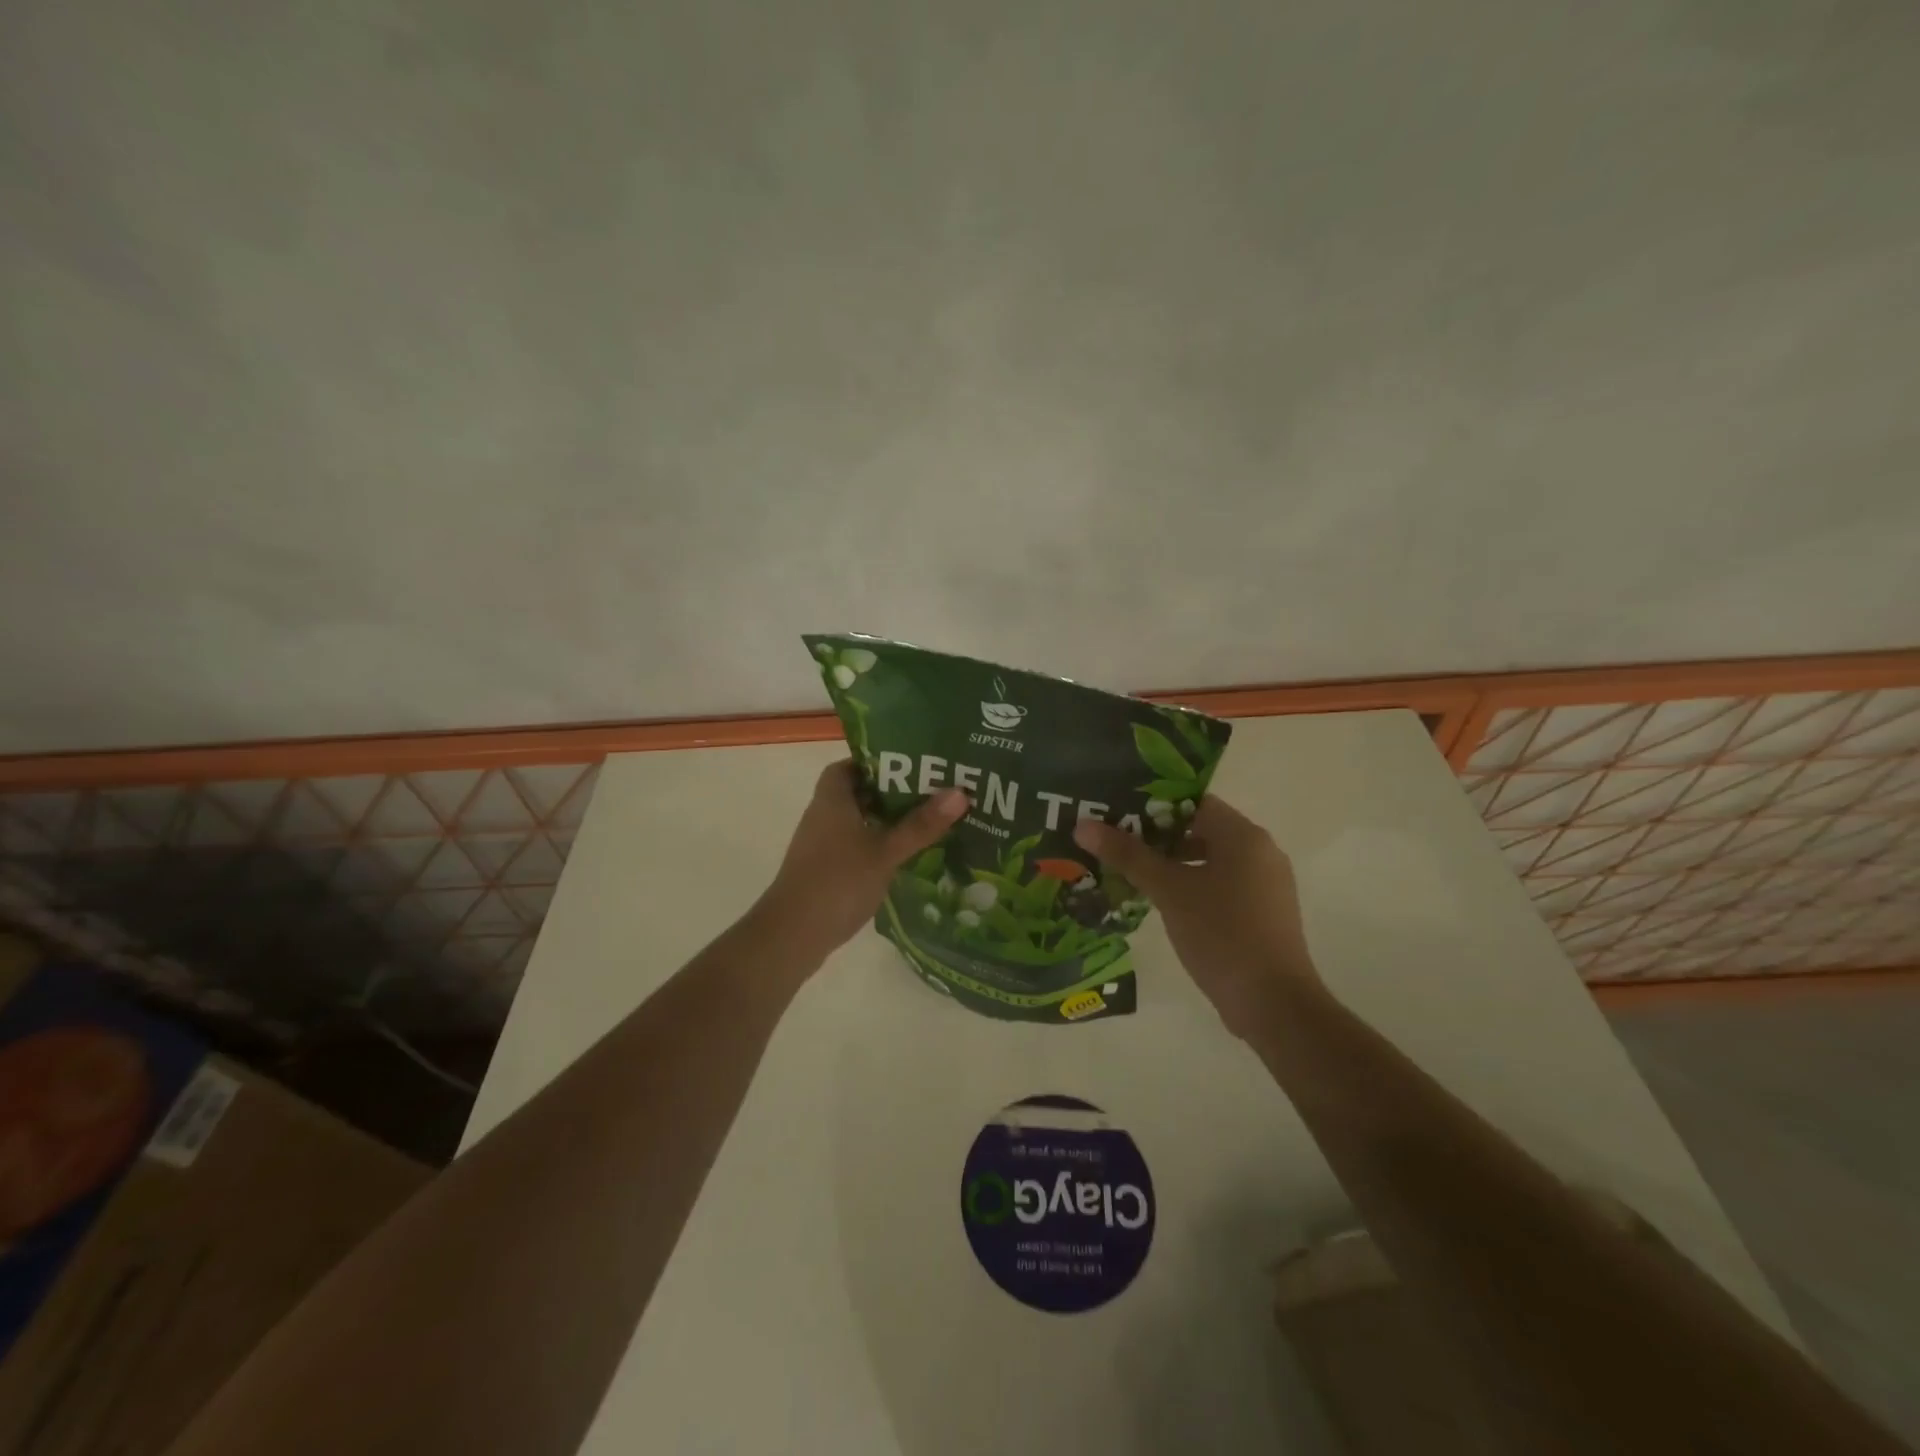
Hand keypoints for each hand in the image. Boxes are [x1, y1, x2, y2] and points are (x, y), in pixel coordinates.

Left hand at [755, 761, 968, 967]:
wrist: (792, 936)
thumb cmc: (837, 882)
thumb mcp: (885, 852)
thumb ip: (921, 824)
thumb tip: (960, 792)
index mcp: (832, 799)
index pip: (851, 765)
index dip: (878, 762)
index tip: (912, 766)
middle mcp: (823, 815)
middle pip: (859, 793)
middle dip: (893, 792)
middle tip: (933, 792)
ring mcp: (822, 845)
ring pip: (859, 822)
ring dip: (888, 821)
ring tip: (929, 822)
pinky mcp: (826, 871)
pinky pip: (856, 846)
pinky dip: (879, 846)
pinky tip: (906, 856)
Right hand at [1074, 796, 1320, 1037]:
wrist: (1274, 1004)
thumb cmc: (1221, 934)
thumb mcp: (1168, 891)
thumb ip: (1128, 855)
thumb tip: (1083, 825)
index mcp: (1244, 836)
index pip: (1193, 803)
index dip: (1154, 806)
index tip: (1118, 817)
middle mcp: (1261, 852)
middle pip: (1201, 830)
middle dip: (1158, 838)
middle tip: (1117, 845)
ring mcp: (1266, 885)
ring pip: (1211, 860)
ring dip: (1173, 865)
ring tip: (1132, 875)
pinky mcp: (1265, 914)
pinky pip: (1222, 885)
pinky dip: (1193, 887)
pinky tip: (1163, 904)